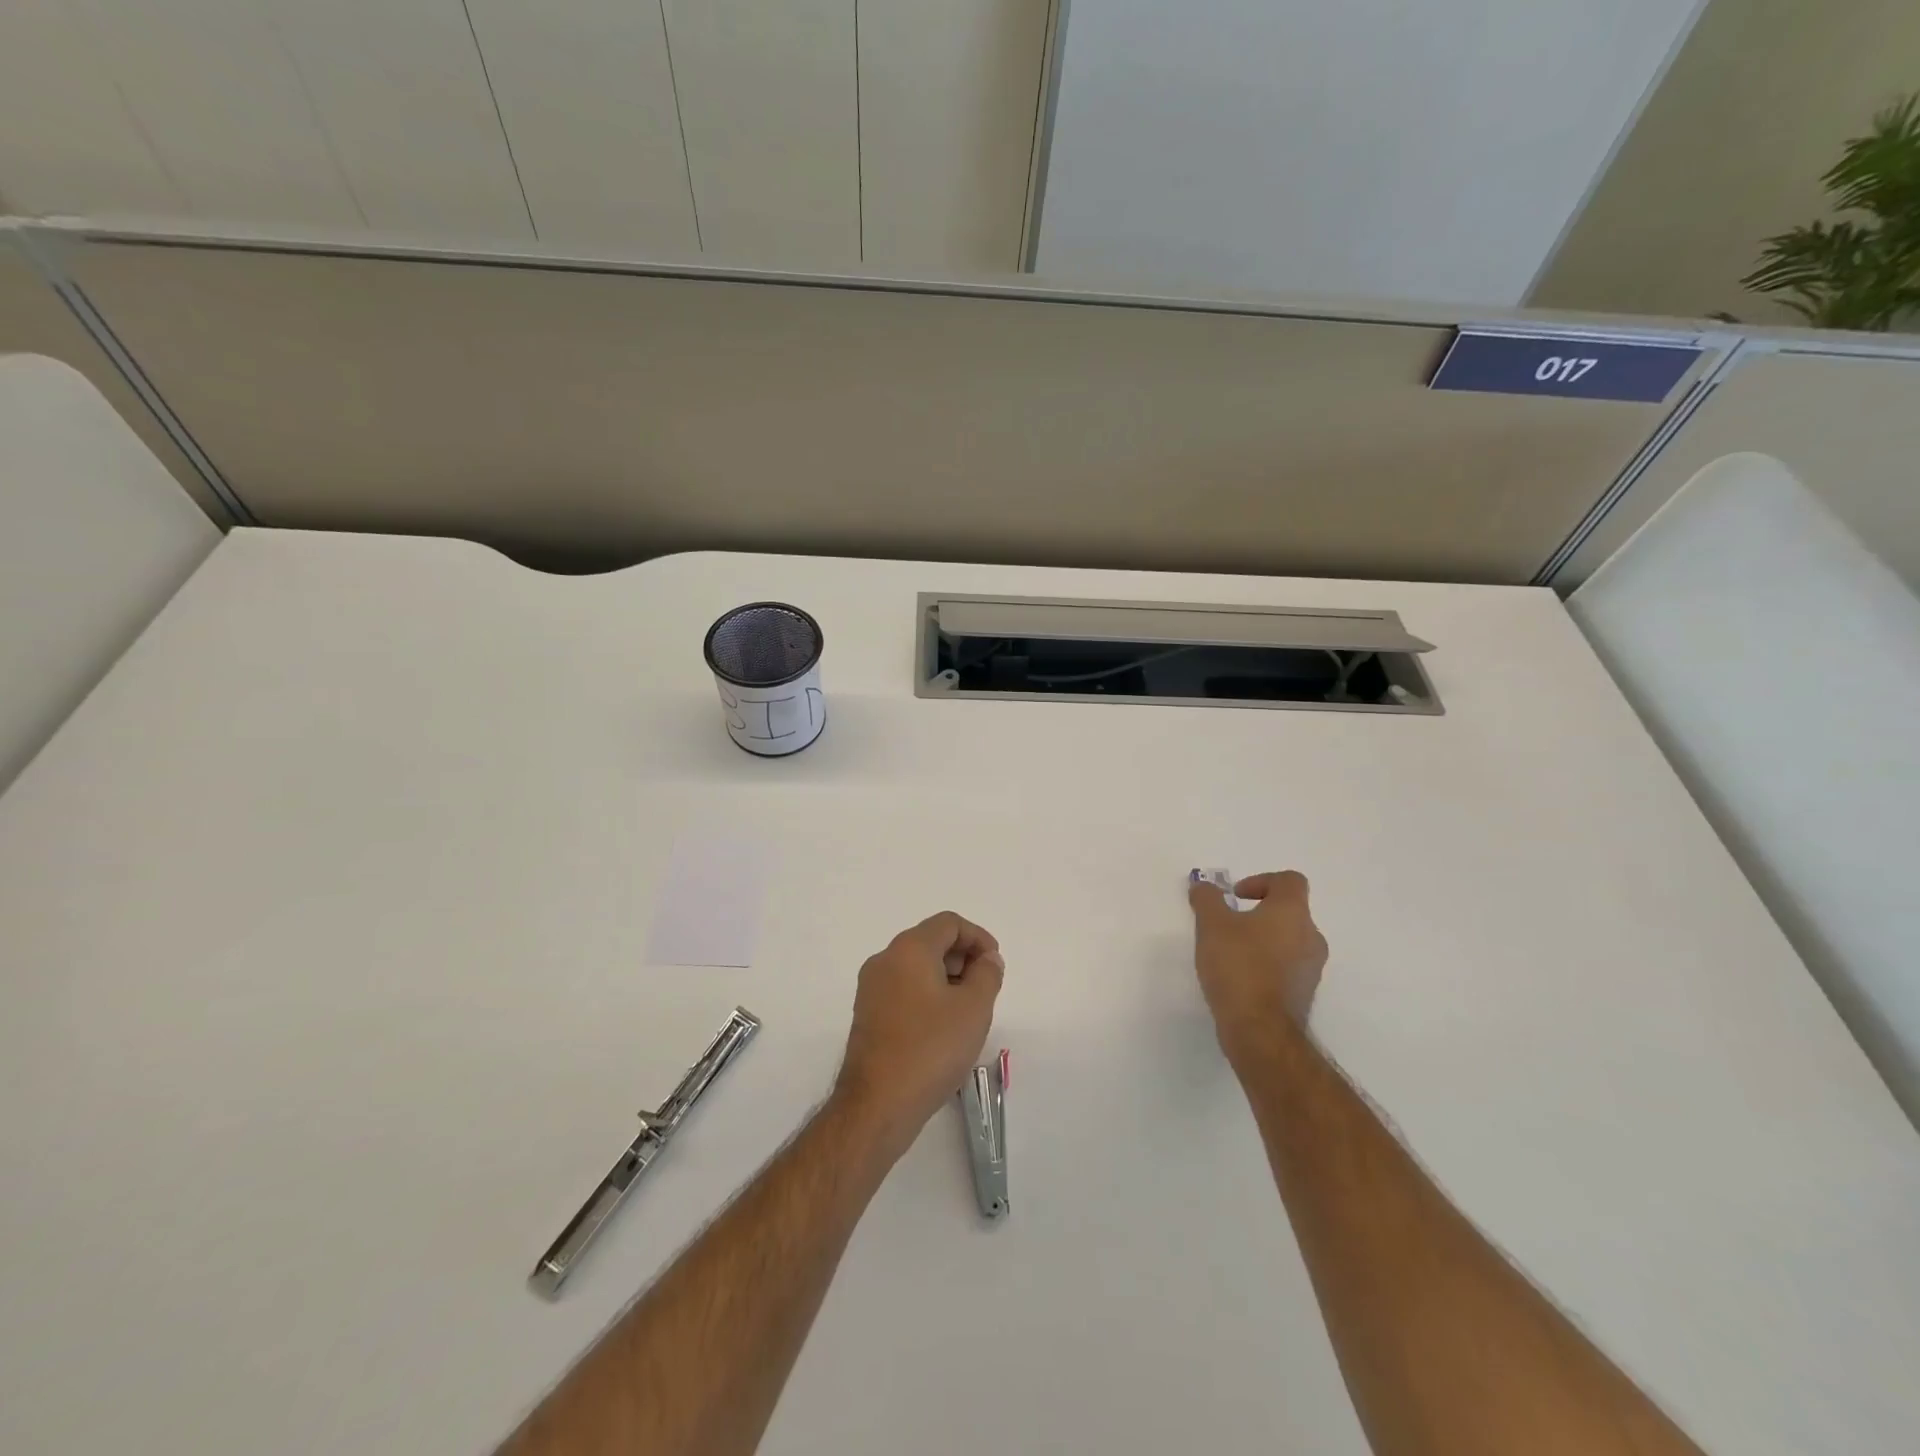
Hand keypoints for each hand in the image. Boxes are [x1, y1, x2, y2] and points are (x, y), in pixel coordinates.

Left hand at [832, 912, 1004, 1155]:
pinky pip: (903, 989)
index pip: (948, 923)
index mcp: (909, 949)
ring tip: (968, 1011)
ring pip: (916, 967)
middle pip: (930, 941)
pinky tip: (943, 1027)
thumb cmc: (931, 1048)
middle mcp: (885, 960)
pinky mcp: (867, 1014)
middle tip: (985, 988)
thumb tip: (988, 959)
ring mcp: (871, 988)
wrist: (877, 1104)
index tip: (995, 965)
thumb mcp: (973, 1008)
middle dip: (963, 957)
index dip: (978, 937)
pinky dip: (927, 995)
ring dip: (946, 978)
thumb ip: (987, 975)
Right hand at [1188, 871, 1327, 1059]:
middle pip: (1289, 911)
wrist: (1260, 1030)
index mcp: (1292, 912)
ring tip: (1231, 953)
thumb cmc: (1238, 966)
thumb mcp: (1211, 925)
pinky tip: (1240, 978)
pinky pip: (1287, 967)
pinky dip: (1267, 964)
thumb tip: (1204, 886)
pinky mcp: (1304, 994)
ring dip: (1263, 940)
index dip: (1262, 880)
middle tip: (1229, 924)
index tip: (1236, 896)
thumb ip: (1207, 899)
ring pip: (1288, 940)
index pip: (1289, 881)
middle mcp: (1310, 936)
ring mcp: (1311, 968)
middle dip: (1259, 913)